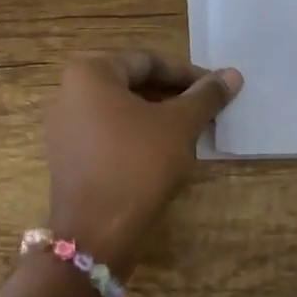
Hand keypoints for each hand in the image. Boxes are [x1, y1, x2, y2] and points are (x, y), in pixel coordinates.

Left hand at [44, 52, 241, 273]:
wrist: (96, 234)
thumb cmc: (138, 165)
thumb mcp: (179, 126)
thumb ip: (205, 96)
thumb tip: (233, 74)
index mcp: (89, 73)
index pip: (148, 62)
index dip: (187, 74)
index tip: (217, 88)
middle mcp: (68, 92)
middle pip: (132, 83)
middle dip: (172, 96)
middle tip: (208, 109)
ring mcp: (64, 126)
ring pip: (121, 110)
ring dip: (157, 116)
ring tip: (192, 131)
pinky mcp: (68, 156)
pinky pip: (107, 133)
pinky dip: (137, 135)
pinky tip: (165, 152)